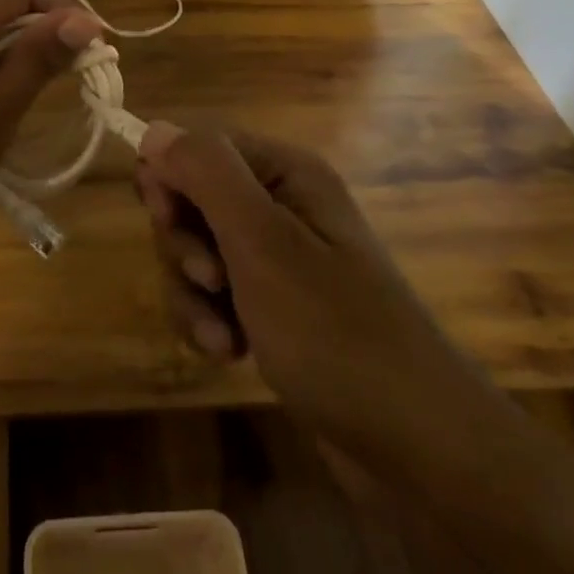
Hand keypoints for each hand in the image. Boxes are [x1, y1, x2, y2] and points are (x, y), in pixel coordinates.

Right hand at [136, 124, 573, 573]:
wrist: (419, 446)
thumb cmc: (336, 332)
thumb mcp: (262, 243)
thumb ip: (206, 175)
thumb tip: (154, 127)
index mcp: (285, 171)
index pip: (197, 146)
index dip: (169, 180)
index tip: (166, 221)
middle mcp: (281, 203)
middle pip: (192, 200)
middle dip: (184, 246)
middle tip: (211, 283)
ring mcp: (279, 257)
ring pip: (197, 252)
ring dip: (193, 294)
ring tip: (222, 338)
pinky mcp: (275, 305)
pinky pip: (216, 295)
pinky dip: (210, 320)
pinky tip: (230, 353)